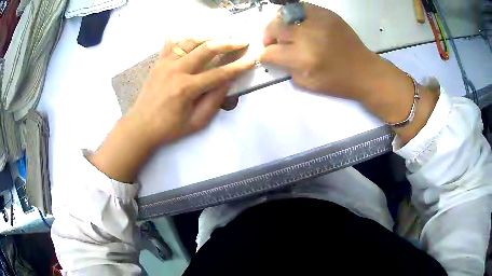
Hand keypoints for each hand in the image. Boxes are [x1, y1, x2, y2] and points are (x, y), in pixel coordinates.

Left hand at [128, 38, 253, 146]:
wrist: (141, 126)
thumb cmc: (169, 128)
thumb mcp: (196, 122)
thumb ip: (213, 101)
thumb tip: (227, 82)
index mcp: (187, 88)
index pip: (219, 73)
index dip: (238, 66)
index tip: (251, 59)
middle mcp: (176, 70)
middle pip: (207, 49)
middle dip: (228, 43)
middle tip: (241, 41)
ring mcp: (165, 63)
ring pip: (190, 41)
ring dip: (208, 37)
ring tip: (220, 39)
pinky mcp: (158, 62)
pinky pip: (172, 43)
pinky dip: (184, 38)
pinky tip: (193, 40)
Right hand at [261, 3, 438, 143]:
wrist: (365, 71)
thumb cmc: (338, 82)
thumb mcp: (307, 84)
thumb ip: (286, 68)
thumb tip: (274, 55)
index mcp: (304, 58)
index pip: (270, 52)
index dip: (265, 55)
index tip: (266, 56)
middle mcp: (308, 36)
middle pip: (274, 28)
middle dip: (268, 37)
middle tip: (273, 43)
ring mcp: (319, 21)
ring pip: (285, 15)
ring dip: (279, 24)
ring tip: (285, 31)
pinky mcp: (327, 14)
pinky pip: (302, 7)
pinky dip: (295, 14)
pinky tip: (298, 23)